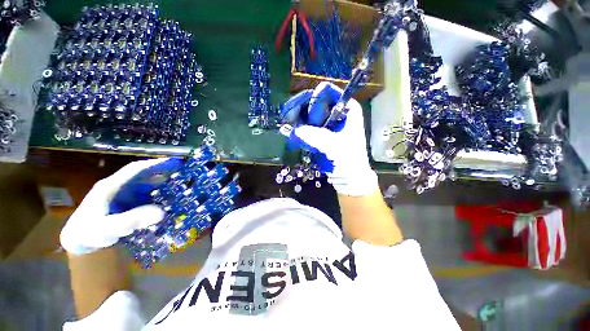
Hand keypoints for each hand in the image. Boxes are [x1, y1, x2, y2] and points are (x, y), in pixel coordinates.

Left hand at [60, 158, 180, 254]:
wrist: (80, 242)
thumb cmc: (90, 233)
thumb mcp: (109, 227)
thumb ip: (132, 219)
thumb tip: (161, 211)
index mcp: (111, 185)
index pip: (135, 169)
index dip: (155, 164)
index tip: (174, 162)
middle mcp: (118, 187)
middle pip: (143, 175)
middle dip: (163, 173)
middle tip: (183, 174)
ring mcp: (122, 195)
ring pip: (146, 185)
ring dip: (162, 183)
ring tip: (180, 185)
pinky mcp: (126, 203)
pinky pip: (146, 195)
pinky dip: (158, 194)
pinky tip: (168, 199)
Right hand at [282, 82, 377, 195]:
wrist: (349, 176)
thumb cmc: (348, 160)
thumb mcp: (335, 147)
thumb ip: (316, 137)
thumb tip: (293, 130)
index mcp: (346, 108)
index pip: (326, 92)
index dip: (311, 99)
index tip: (297, 111)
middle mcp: (336, 111)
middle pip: (313, 100)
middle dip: (299, 109)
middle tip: (287, 119)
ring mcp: (327, 122)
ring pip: (307, 112)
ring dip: (296, 119)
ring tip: (287, 127)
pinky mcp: (320, 132)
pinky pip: (305, 125)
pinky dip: (298, 129)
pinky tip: (292, 134)